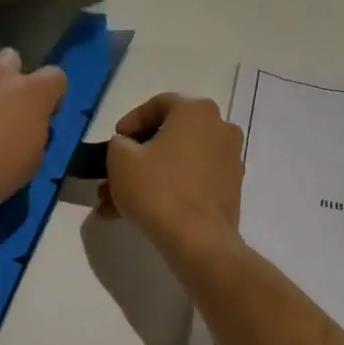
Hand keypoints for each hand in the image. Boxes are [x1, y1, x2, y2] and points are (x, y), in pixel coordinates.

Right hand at [99, 93, 243, 255]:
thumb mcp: (120, 158)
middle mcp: (220, 128)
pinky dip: (168, 190)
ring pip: (178, 162)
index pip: (159, 104)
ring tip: (116, 203)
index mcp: (197, 111)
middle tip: (113, 173)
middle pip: (170, 136)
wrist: (197, 240)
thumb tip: (127, 146)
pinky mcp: (230, 189)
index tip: (115, 140)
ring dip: (147, 177)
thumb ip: (119, 143)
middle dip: (136, 156)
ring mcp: (230, 160)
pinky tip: (139, 213)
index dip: (131, 121)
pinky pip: (192, 181)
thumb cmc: (157, 188)